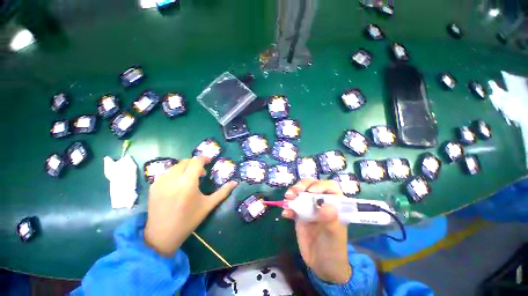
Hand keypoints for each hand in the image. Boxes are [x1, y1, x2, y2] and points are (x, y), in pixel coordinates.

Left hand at [144, 156, 237, 255]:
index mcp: (187, 184)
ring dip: (185, 167)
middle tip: (201, 173)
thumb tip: (235, 182)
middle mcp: (172, 179)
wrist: (162, 236)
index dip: (204, 159)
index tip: (209, 161)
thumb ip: (223, 192)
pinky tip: (178, 184)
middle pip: (186, 161)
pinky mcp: (153, 186)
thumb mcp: (208, 205)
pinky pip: (167, 172)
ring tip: (190, 178)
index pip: (196, 162)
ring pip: (176, 165)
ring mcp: (160, 182)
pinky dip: (176, 173)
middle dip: (195, 163)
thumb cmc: (189, 220)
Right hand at [282, 180, 351, 283]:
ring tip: (288, 197)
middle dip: (303, 185)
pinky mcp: (300, 214)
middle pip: (312, 185)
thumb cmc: (333, 249)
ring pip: (301, 192)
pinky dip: (288, 207)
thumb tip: (327, 205)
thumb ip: (331, 220)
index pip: (330, 187)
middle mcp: (321, 202)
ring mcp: (310, 207)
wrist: (321, 264)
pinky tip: (286, 214)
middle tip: (295, 191)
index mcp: (334, 204)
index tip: (311, 192)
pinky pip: (293, 206)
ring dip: (293, 192)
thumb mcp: (333, 235)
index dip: (320, 185)